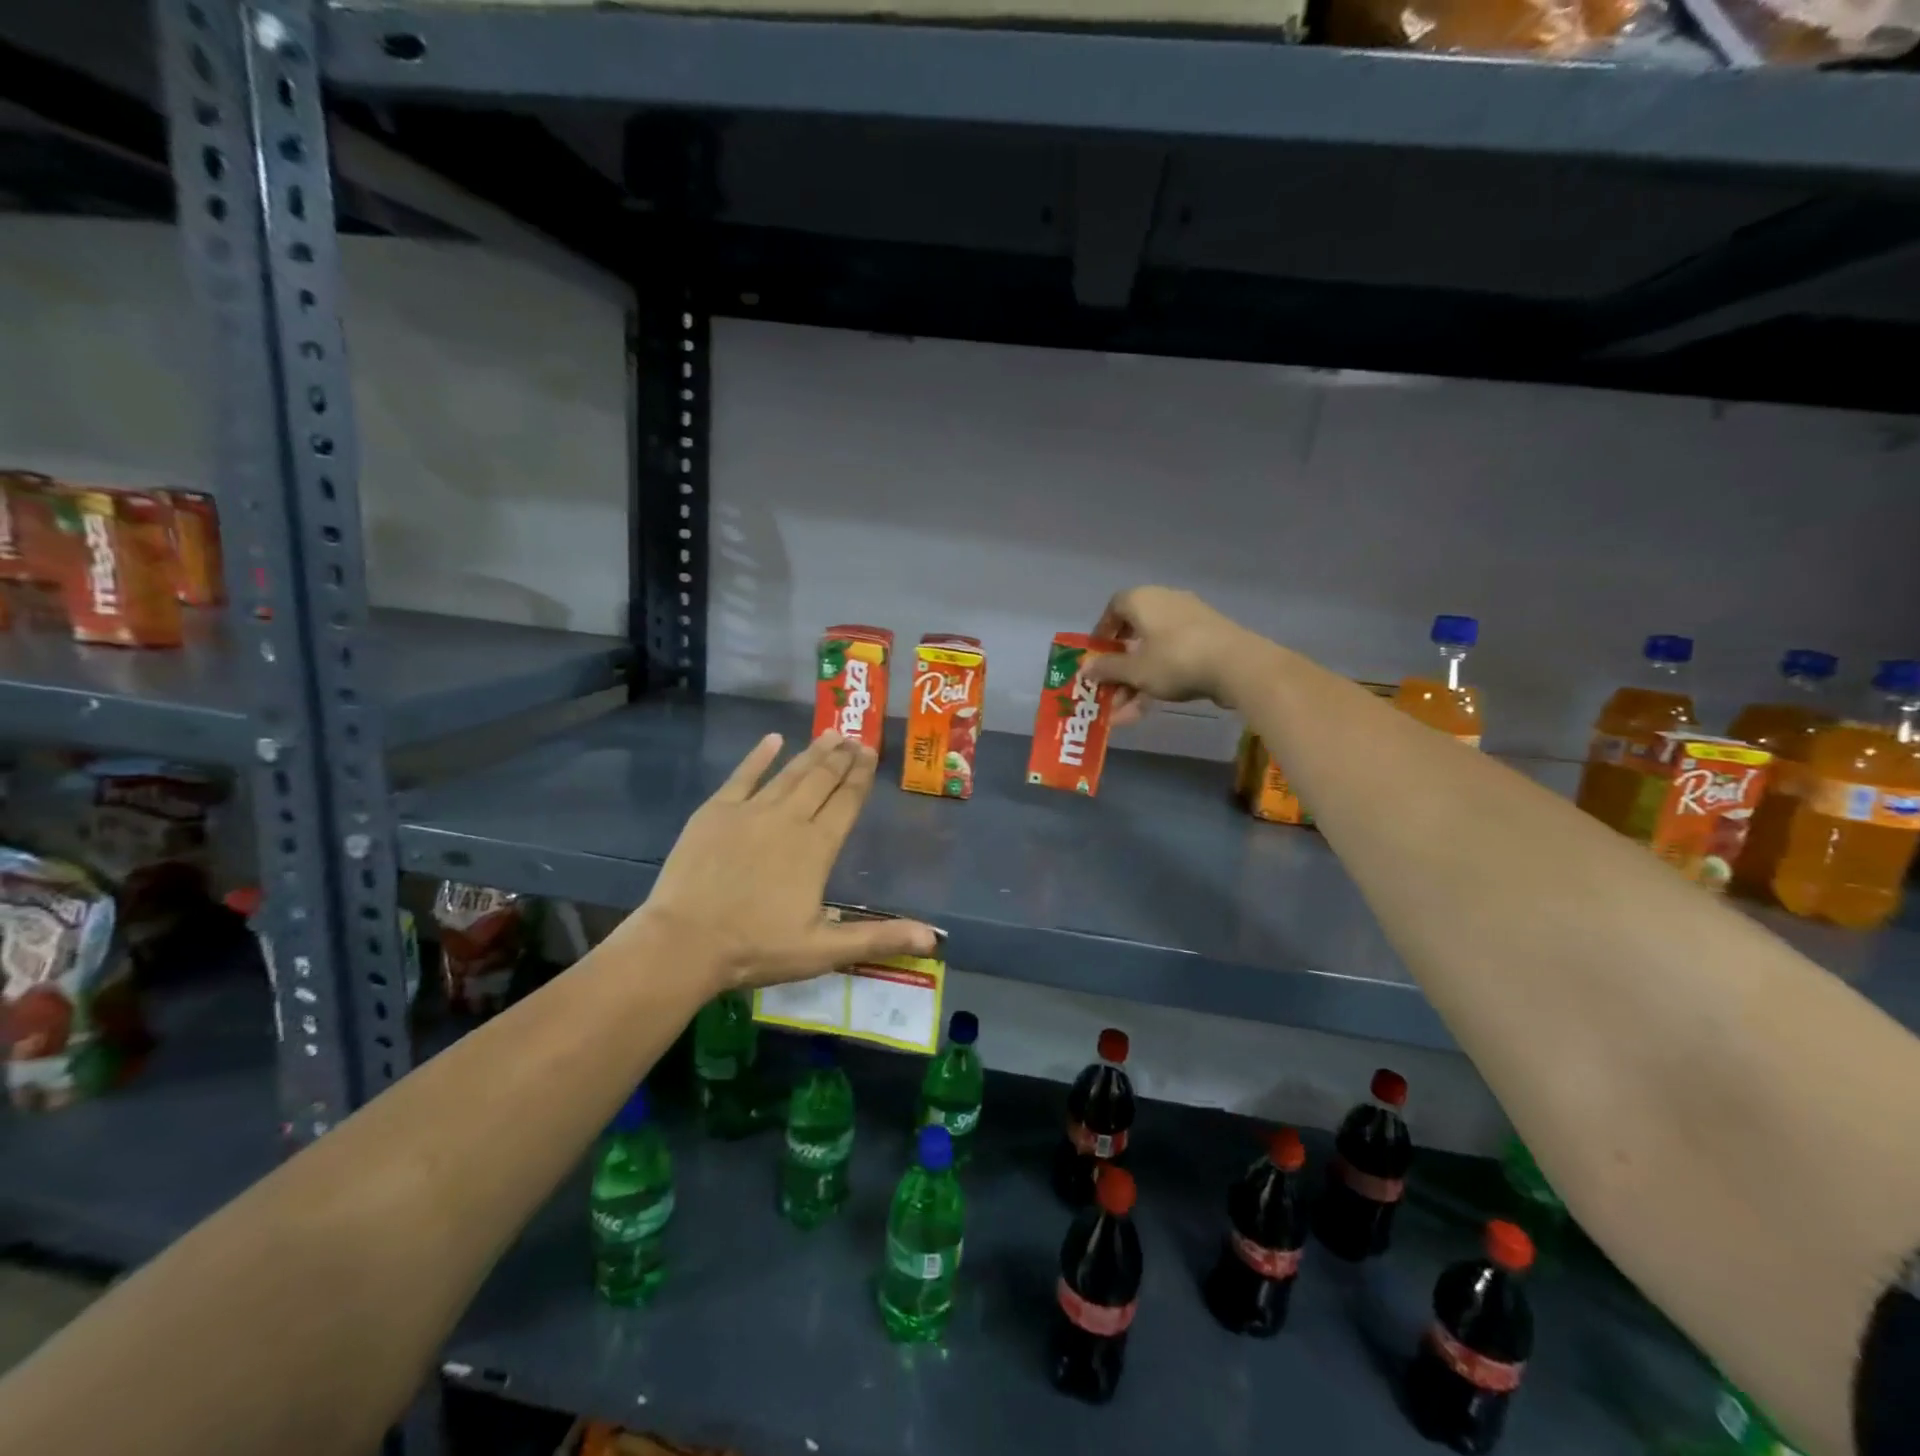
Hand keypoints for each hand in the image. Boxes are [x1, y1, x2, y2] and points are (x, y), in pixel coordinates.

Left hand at [635, 730, 938, 990]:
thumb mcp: (825, 951)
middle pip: (821, 780)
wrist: (684, 943)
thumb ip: (880, 938)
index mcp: (817, 847)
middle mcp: (789, 819)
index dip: (860, 777)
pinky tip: (773, 739)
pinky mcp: (715, 812)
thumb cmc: (757, 948)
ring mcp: (750, 811)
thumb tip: (933, 938)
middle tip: (856, 737)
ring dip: (812, 752)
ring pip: (789, 773)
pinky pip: (743, 775)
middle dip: (842, 758)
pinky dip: (759, 756)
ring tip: (831, 734)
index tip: (871, 753)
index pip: (846, 802)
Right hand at [1083, 586, 1255, 724]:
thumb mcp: (1134, 670)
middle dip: (1119, 669)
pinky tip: (1149, 708)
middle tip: (1109, 693)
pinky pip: (1174, 657)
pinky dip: (1160, 679)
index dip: (1102, 633)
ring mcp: (1190, 620)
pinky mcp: (1209, 639)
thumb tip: (1085, 668)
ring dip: (1136, 682)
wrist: (1238, 665)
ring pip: (1153, 652)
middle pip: (1133, 635)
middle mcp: (1165, 602)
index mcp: (1143, 600)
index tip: (1096, 657)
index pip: (1114, 608)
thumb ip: (1107, 669)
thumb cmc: (1175, 660)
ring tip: (1125, 714)